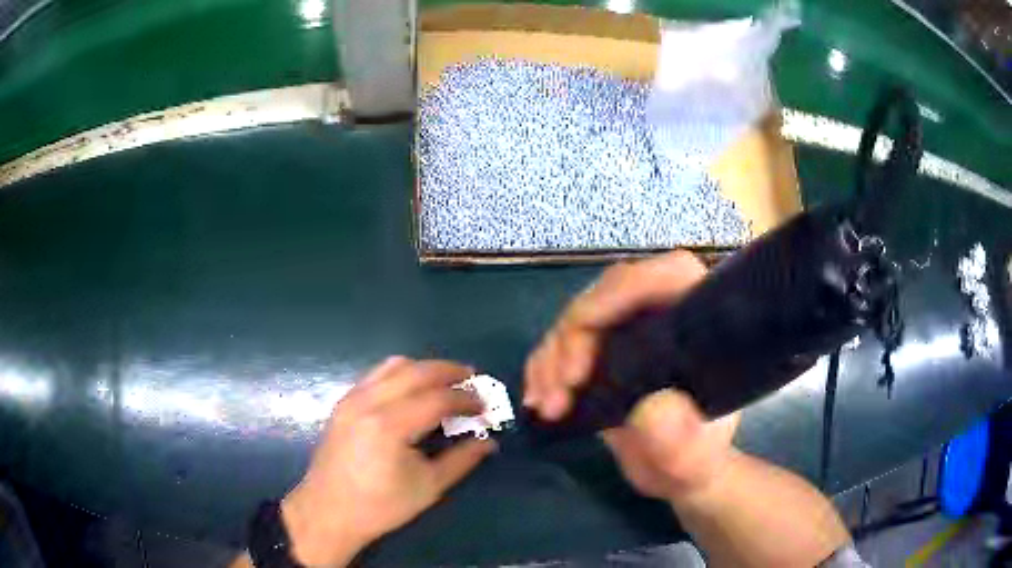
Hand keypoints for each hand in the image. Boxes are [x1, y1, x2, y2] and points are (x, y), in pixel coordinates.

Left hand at [281, 357, 496, 566]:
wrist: (328, 511)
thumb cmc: (380, 506)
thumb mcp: (428, 487)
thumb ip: (462, 460)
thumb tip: (489, 441)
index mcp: (390, 425)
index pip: (437, 398)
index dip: (466, 399)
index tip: (485, 406)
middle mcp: (369, 402)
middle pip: (417, 371)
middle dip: (449, 371)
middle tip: (472, 379)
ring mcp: (352, 398)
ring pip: (394, 366)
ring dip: (424, 368)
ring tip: (445, 381)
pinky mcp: (343, 403)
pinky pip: (376, 374)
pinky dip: (401, 373)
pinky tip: (412, 390)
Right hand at [523, 250, 738, 499]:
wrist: (674, 475)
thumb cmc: (692, 463)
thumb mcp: (692, 462)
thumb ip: (682, 443)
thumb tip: (653, 409)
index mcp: (701, 326)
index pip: (667, 274)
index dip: (621, 291)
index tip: (584, 334)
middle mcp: (666, 316)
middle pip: (610, 295)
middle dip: (574, 336)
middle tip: (560, 388)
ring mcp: (633, 332)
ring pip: (580, 318)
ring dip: (552, 357)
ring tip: (547, 405)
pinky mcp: (606, 351)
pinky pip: (565, 342)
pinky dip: (545, 366)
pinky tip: (540, 399)